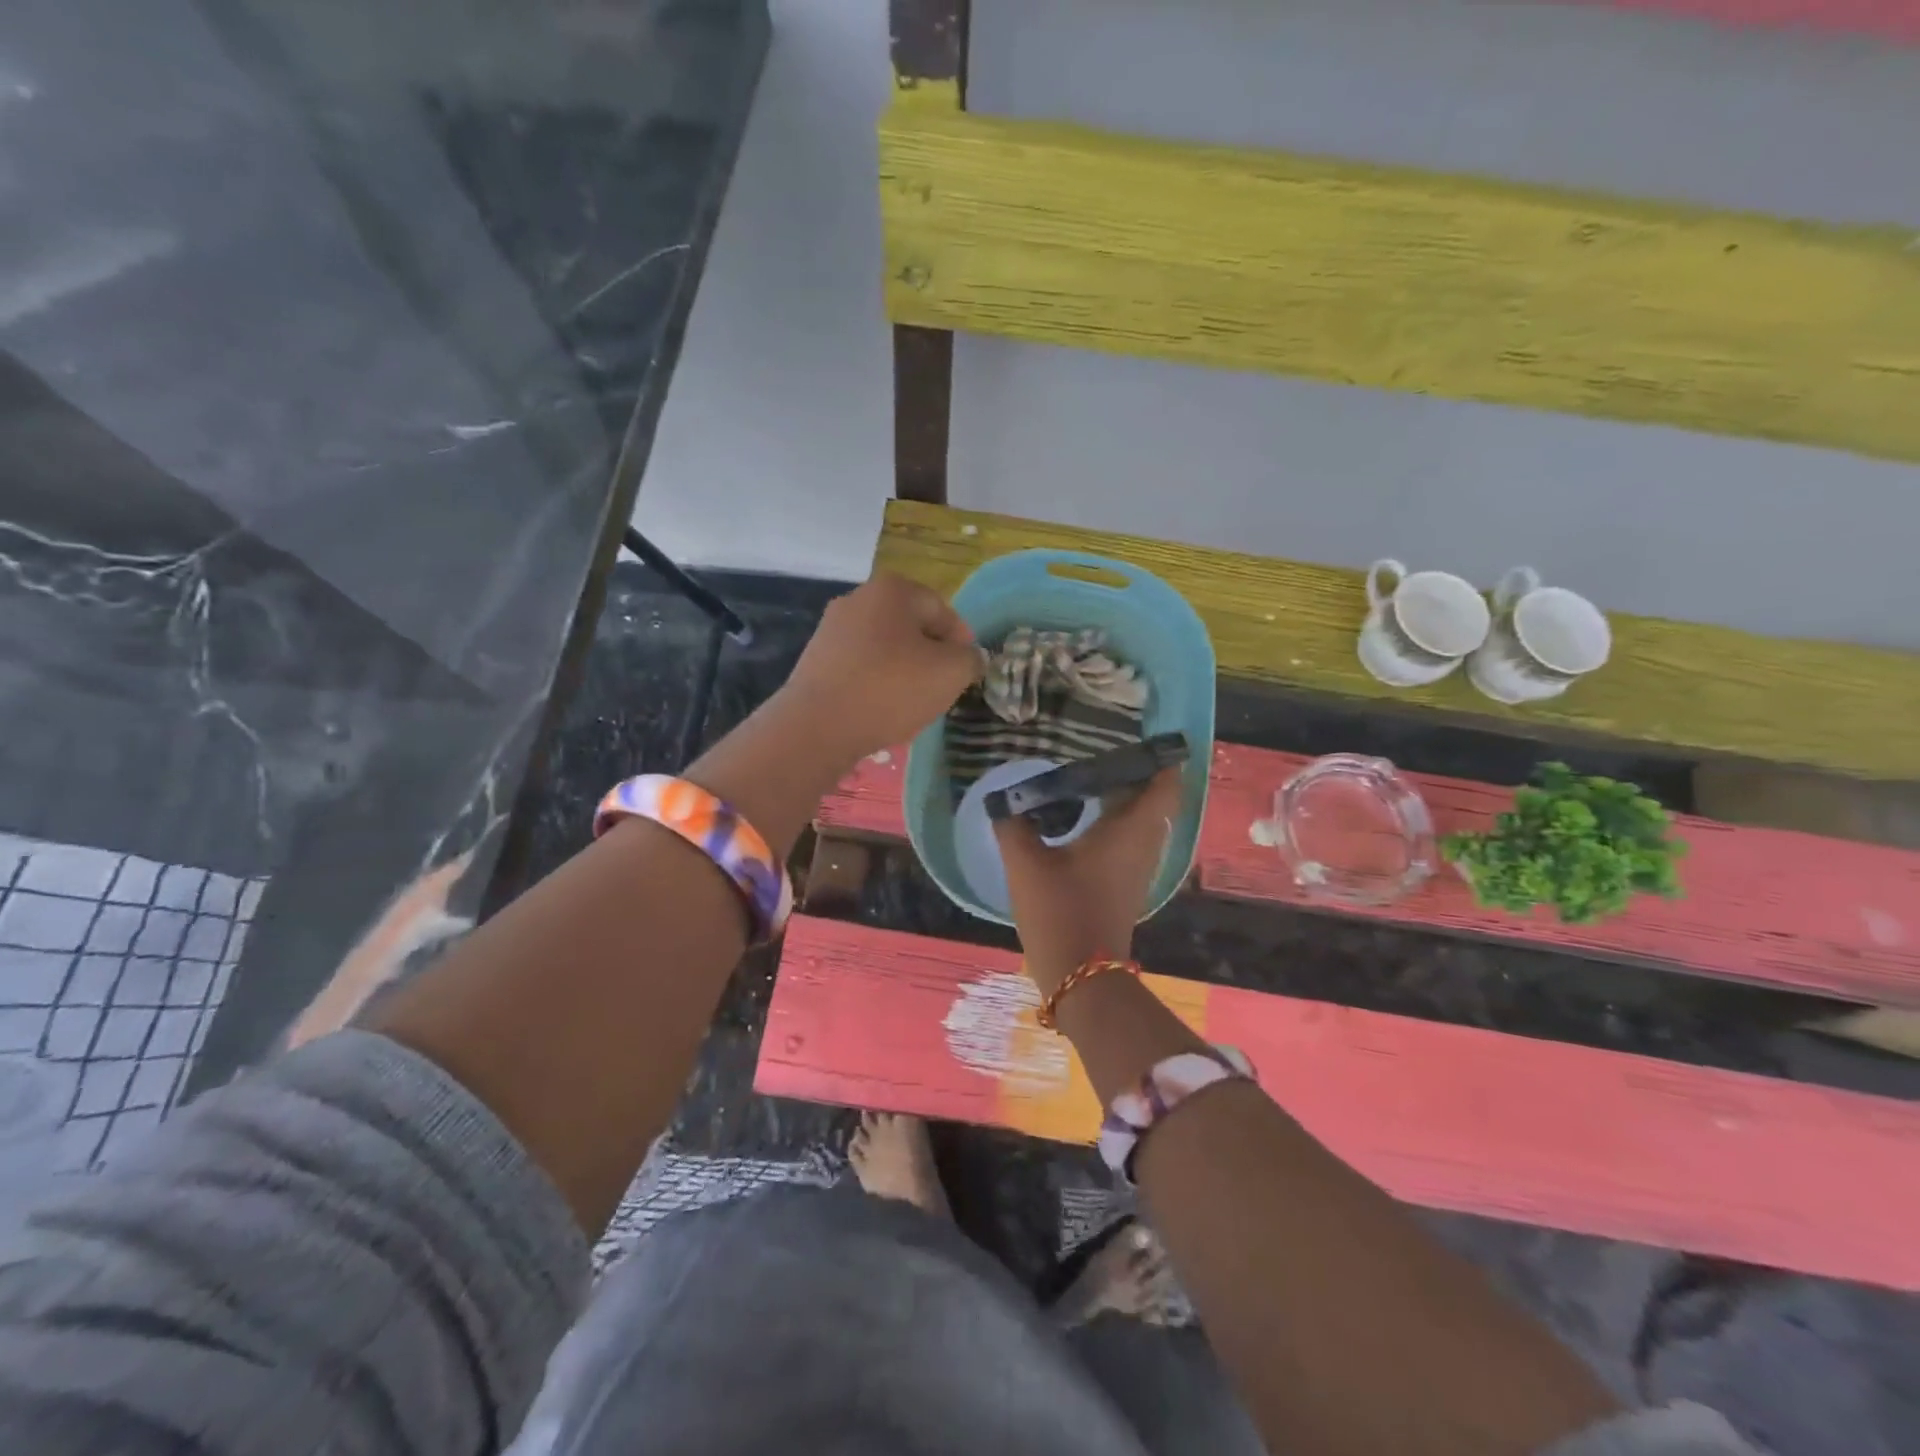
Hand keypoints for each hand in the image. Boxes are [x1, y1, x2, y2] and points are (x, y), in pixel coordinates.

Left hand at [776, 572, 979, 764]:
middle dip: (930, 655)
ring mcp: (831, 628)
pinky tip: (880, 708)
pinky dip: (876, 682)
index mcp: (892, 589)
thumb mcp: (950, 672)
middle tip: (942, 688)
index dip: (961, 641)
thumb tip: (970, 657)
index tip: (966, 671)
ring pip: (884, 647)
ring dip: (903, 670)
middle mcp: (858, 598)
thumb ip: (970, 659)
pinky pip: (859, 666)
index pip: (941, 609)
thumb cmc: (891, 689)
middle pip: (910, 626)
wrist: (817, 726)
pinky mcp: (815, 659)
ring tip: (912, 702)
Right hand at [994, 767, 1181, 994]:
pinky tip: (1083, 819)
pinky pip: (1130, 841)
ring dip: (1126, 800)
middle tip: (1104, 752)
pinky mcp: (1125, 885)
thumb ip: (1013, 825)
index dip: (1161, 759)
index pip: (1164, 785)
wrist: (1080, 975)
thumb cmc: (1059, 911)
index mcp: (1129, 831)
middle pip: (1154, 801)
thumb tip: (1005, 801)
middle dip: (1136, 774)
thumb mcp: (1025, 864)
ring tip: (1091, 779)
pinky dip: (1116, 823)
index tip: (1144, 739)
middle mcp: (1143, 845)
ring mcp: (1138, 868)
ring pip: (1142, 822)